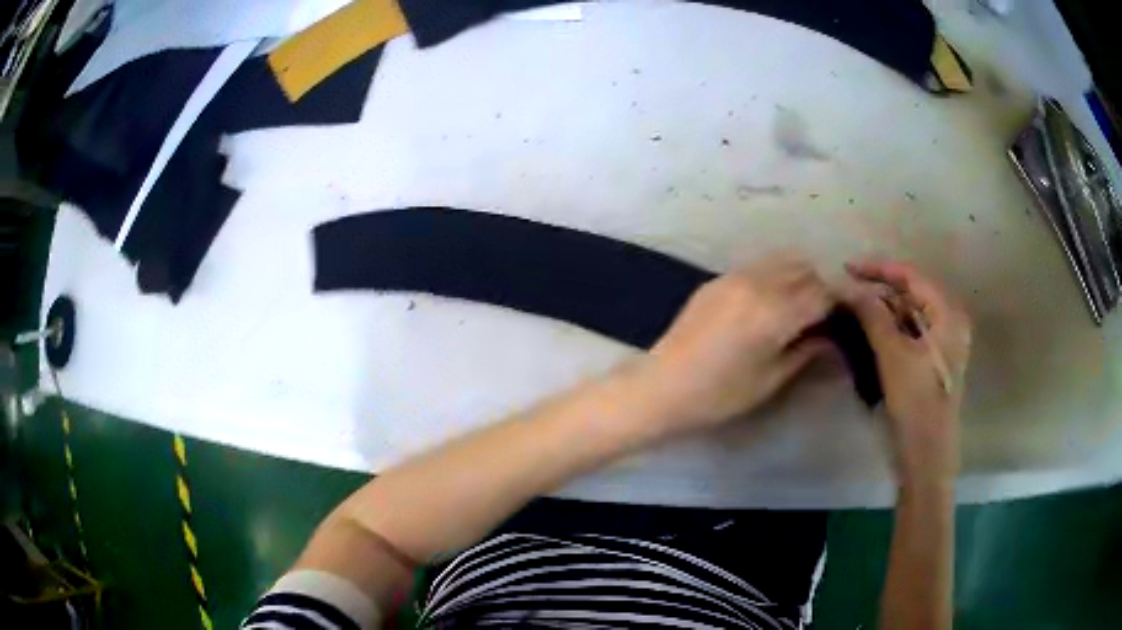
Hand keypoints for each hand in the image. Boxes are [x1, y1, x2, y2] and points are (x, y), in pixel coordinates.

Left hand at [635, 255, 833, 438]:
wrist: (662, 386)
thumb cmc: (719, 395)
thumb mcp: (770, 379)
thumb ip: (806, 351)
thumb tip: (832, 337)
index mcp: (774, 311)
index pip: (822, 294)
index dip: (839, 305)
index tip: (845, 320)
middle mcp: (757, 283)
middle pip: (804, 270)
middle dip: (820, 289)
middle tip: (822, 317)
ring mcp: (733, 276)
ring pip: (781, 261)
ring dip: (798, 277)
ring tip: (798, 307)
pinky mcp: (716, 279)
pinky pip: (757, 266)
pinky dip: (774, 276)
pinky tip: (769, 303)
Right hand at [843, 260, 971, 484]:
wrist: (925, 456)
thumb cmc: (916, 403)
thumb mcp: (893, 355)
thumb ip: (872, 315)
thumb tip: (849, 287)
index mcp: (948, 315)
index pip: (911, 277)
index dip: (878, 269)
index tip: (846, 269)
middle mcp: (948, 323)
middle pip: (910, 294)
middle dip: (878, 291)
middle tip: (847, 293)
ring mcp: (940, 344)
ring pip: (907, 315)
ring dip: (880, 311)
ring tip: (851, 311)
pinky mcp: (930, 363)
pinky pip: (907, 335)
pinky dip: (887, 331)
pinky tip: (866, 334)